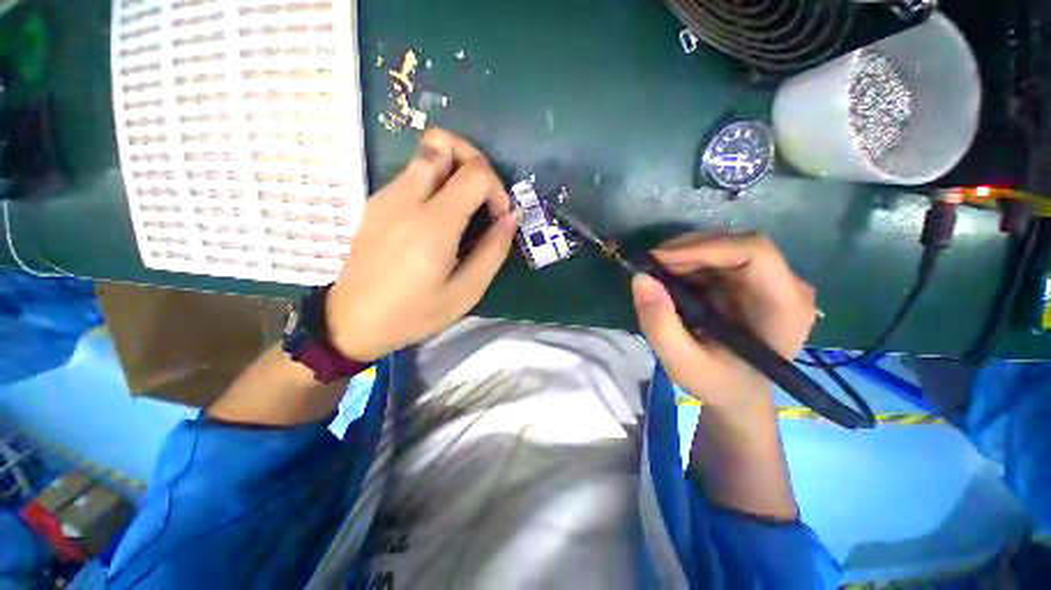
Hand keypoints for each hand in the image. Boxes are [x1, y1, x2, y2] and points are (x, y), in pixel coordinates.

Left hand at [326, 129, 518, 360]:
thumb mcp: (466, 293)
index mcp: (433, 225)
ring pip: (425, 154)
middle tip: (483, 194)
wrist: (352, 322)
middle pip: (441, 141)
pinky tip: (439, 219)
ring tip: (465, 208)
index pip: (475, 173)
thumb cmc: (414, 313)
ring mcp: (386, 197)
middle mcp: (406, 199)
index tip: (499, 217)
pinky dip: (436, 182)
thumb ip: (493, 252)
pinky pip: (412, 174)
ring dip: (454, 169)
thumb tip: (510, 218)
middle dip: (472, 158)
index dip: (497, 188)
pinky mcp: (376, 203)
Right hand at [631, 233, 815, 409]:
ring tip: (657, 275)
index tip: (660, 260)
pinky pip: (717, 257)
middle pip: (737, 244)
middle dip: (688, 250)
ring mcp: (769, 280)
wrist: (736, 392)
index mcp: (784, 308)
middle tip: (651, 267)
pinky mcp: (750, 280)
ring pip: (724, 247)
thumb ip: (659, 324)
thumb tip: (640, 278)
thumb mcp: (682, 362)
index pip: (754, 252)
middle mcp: (785, 285)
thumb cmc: (717, 382)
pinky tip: (671, 279)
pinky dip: (687, 263)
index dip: (705, 247)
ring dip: (684, 256)